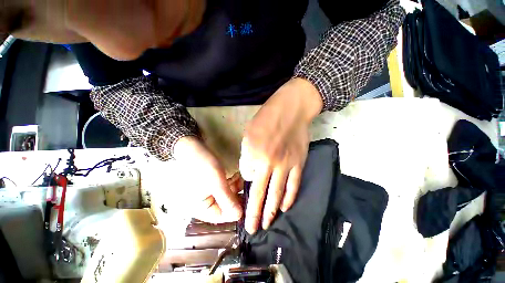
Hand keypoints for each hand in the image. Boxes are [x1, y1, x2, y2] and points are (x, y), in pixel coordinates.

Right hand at [174, 136, 242, 222]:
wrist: (193, 148)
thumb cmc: (202, 166)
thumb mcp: (216, 183)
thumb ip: (227, 200)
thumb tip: (239, 216)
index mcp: (201, 208)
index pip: (222, 216)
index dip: (236, 210)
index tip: (249, 202)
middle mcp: (206, 202)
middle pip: (226, 205)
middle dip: (237, 196)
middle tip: (248, 189)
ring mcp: (211, 191)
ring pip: (229, 194)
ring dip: (236, 187)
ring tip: (242, 180)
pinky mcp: (215, 182)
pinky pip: (227, 186)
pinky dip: (233, 181)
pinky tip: (238, 175)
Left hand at [240, 78, 322, 233]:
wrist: (291, 110)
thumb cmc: (266, 119)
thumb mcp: (249, 134)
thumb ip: (247, 154)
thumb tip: (251, 171)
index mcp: (253, 154)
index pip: (246, 175)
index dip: (246, 178)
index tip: (249, 178)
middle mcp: (268, 163)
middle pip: (259, 193)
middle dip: (254, 213)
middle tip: (252, 229)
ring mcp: (285, 165)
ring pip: (277, 194)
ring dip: (271, 212)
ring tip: (267, 224)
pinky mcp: (299, 164)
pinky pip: (293, 186)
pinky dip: (289, 199)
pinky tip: (284, 208)